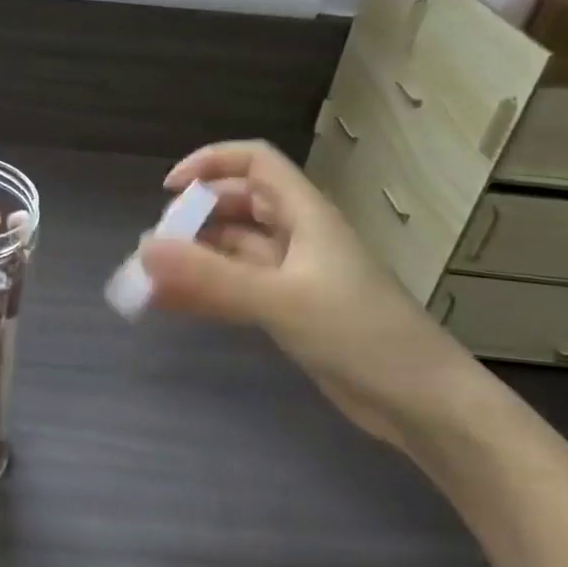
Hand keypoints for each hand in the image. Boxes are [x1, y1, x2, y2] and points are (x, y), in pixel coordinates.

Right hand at [137, 140, 470, 446]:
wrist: (422, 403)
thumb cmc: (361, 335)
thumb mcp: (282, 301)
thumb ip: (212, 277)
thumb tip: (144, 249)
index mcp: (305, 214)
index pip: (254, 163)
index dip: (211, 163)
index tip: (169, 190)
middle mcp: (297, 237)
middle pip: (237, 206)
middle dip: (194, 219)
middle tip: (155, 248)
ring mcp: (293, 277)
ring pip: (232, 253)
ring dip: (193, 260)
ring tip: (147, 280)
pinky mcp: (290, 312)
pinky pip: (237, 290)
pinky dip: (204, 293)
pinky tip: (169, 306)